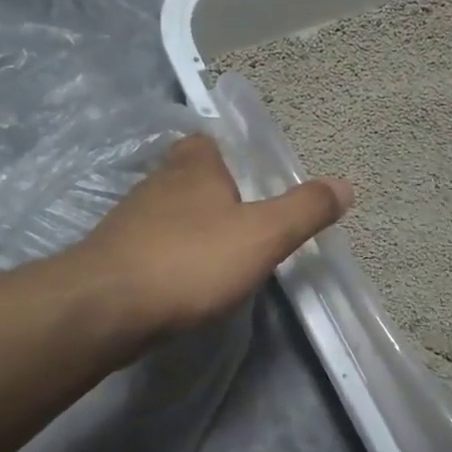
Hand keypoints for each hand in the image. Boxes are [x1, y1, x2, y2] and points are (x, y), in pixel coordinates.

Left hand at [78, 132, 351, 345]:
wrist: (106, 309)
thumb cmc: (192, 260)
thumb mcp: (264, 234)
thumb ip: (305, 210)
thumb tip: (345, 185)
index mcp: (194, 167)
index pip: (207, 142)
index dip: (229, 155)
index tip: (252, 179)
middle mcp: (157, 184)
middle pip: (188, 178)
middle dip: (214, 194)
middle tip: (247, 220)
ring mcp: (129, 222)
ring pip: (169, 214)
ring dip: (192, 228)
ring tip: (223, 254)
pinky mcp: (115, 259)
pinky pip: (153, 247)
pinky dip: (172, 257)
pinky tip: (188, 282)